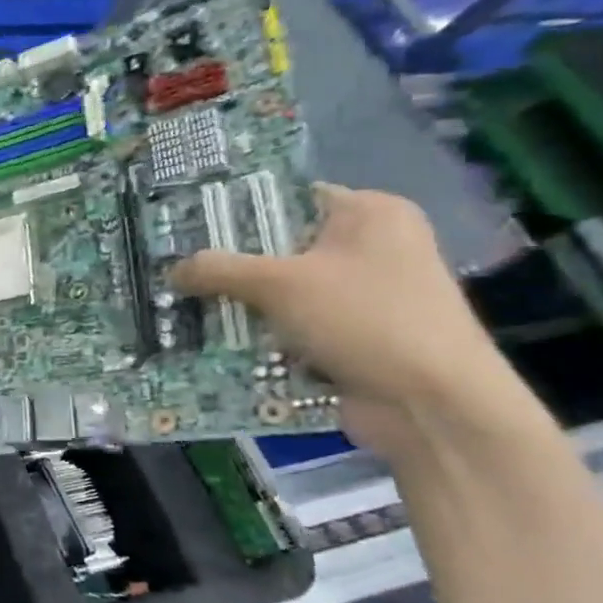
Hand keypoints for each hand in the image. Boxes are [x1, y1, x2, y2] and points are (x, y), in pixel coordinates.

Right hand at [170, 184, 508, 457]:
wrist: (430, 404)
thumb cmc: (363, 319)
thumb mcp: (278, 284)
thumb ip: (218, 269)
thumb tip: (172, 270)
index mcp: (371, 214)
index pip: (289, 198)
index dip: (236, 212)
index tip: (186, 231)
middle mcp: (374, 248)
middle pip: (280, 248)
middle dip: (230, 266)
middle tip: (177, 274)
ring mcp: (367, 296)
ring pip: (283, 292)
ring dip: (241, 306)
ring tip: (185, 309)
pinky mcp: (356, 337)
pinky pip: (294, 327)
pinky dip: (262, 336)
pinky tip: (217, 343)